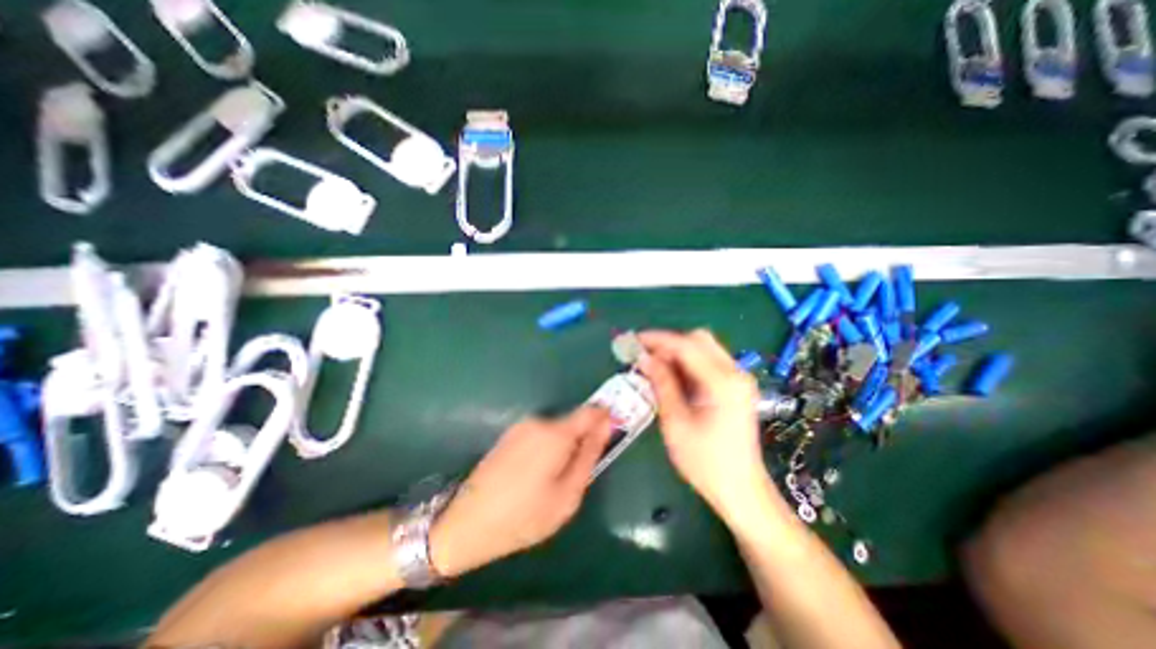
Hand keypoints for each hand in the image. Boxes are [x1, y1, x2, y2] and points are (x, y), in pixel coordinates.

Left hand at [428, 404, 613, 578]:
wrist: (467, 524)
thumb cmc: (524, 517)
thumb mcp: (567, 495)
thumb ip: (589, 456)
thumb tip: (605, 428)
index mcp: (555, 434)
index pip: (590, 412)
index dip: (604, 419)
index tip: (613, 432)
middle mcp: (538, 422)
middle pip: (572, 422)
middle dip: (582, 440)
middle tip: (579, 473)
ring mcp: (521, 427)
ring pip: (556, 430)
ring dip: (564, 447)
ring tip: (554, 481)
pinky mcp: (510, 436)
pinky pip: (540, 436)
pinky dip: (548, 449)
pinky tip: (536, 477)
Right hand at [636, 330, 779, 527]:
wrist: (742, 490)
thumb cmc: (705, 462)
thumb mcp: (676, 422)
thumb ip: (662, 384)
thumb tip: (644, 358)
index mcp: (723, 383)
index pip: (686, 346)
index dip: (657, 340)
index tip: (634, 341)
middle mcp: (736, 373)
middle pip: (699, 339)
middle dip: (668, 343)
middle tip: (644, 356)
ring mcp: (739, 379)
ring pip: (703, 348)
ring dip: (677, 352)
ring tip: (652, 365)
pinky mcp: (736, 386)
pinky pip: (708, 362)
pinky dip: (687, 363)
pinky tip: (671, 376)